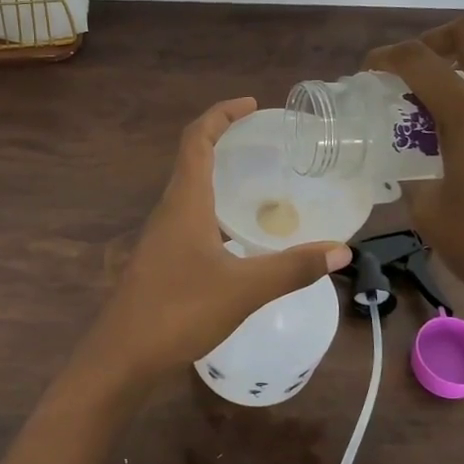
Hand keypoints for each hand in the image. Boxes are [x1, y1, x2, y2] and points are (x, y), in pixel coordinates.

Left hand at [76, 98, 350, 387]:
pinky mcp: (162, 260)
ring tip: (261, 184)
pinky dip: (217, 211)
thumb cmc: (178, 312)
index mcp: (184, 202)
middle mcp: (169, 210)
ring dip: (221, 177)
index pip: (197, 140)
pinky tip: (241, 236)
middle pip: (193, 159)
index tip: (252, 105)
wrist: (122, 357)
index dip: (221, 115)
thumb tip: (341, 250)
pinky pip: (191, 218)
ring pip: (191, 191)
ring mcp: (162, 237)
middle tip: (266, 142)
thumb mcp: (243, 289)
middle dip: (226, 141)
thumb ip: (292, 268)